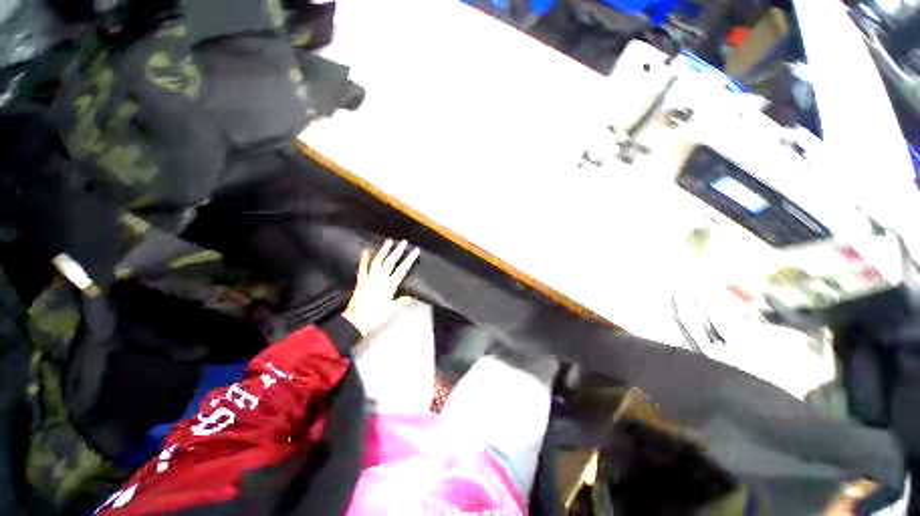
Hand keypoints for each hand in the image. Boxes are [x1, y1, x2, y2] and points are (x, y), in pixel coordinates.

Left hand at [342, 239, 420, 336]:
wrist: (355, 321)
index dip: (409, 259)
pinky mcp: (361, 280)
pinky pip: (363, 267)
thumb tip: (411, 296)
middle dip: (398, 251)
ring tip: (389, 241)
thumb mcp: (391, 311)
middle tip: (404, 242)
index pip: (402, 270)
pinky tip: (366, 250)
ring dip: (383, 250)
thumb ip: (402, 302)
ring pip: (377, 261)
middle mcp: (379, 279)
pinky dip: (364, 259)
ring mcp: (369, 278)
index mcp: (389, 286)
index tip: (415, 251)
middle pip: (390, 262)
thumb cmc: (375, 317)